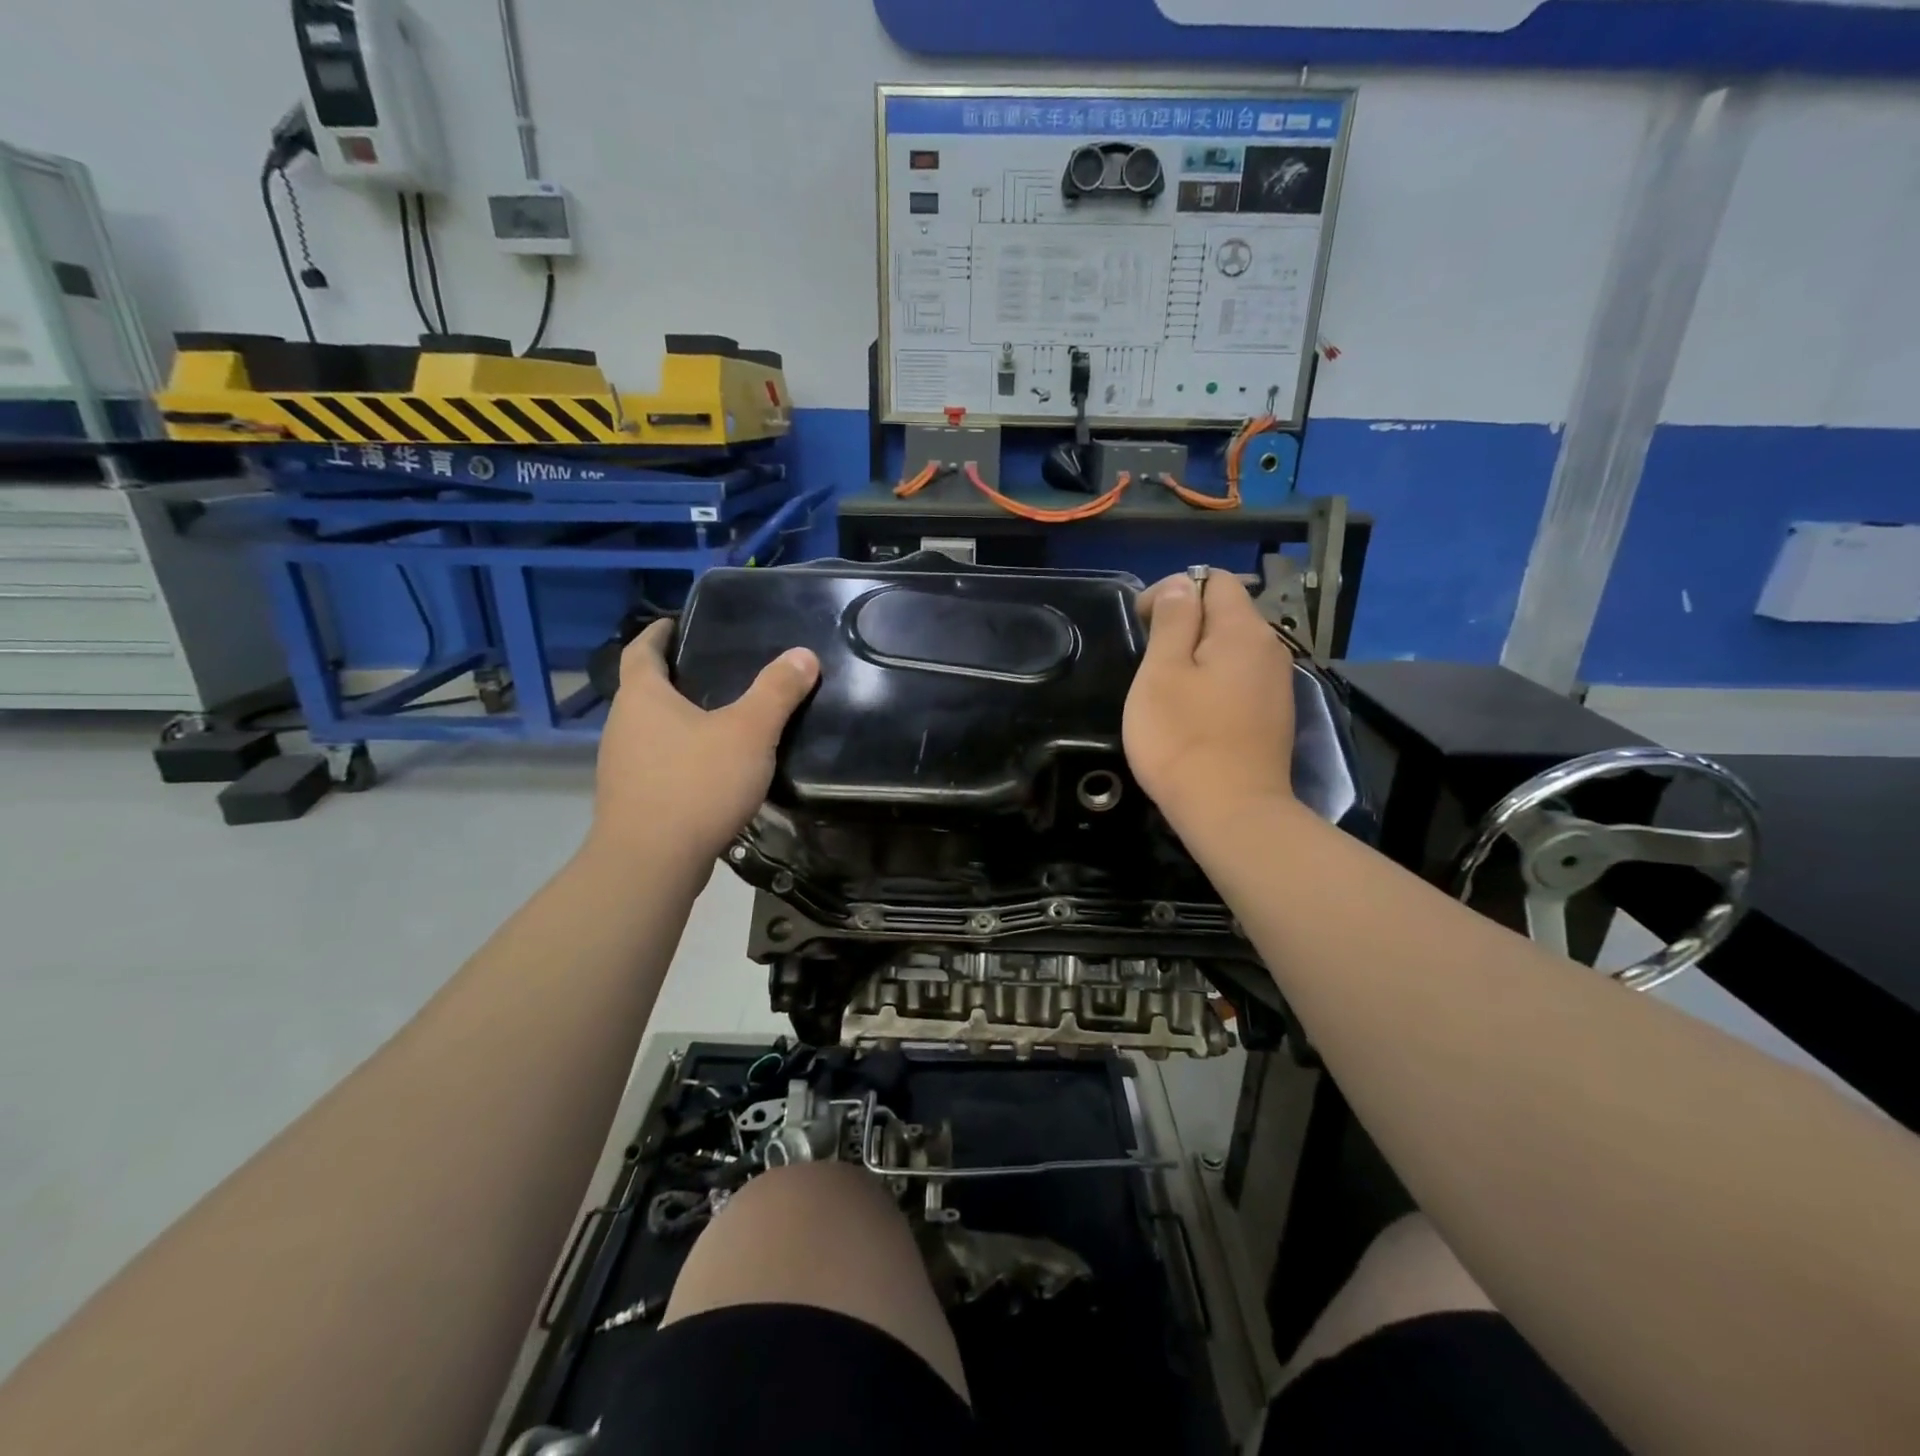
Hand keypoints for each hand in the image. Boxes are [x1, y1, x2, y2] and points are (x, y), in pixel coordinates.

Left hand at [589, 618, 819, 865]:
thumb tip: (803, 655)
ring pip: (651, 730)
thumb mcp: (749, 732)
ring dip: (677, 721)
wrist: (651, 863)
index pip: (642, 650)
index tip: (674, 622)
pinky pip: (657, 764)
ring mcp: (621, 766)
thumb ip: (777, 691)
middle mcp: (623, 726)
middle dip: (673, 678)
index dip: (658, 633)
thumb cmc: (696, 784)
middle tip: (714, 670)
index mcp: (642, 697)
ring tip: (719, 719)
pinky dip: (679, 757)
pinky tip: (711, 770)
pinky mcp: (631, 801)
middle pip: (644, 690)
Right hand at [1123, 570, 1296, 827]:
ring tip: (1165, 689)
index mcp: (1244, 630)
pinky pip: (1238, 679)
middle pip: (1225, 612)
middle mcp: (1270, 649)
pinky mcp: (1272, 716)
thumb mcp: (1162, 673)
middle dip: (1183, 625)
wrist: (1230, 812)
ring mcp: (1276, 685)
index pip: (1213, 580)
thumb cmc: (1183, 738)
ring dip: (1196, 656)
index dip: (1172, 591)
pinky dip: (1212, 682)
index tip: (1142, 625)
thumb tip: (1180, 585)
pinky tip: (1192, 713)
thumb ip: (1172, 621)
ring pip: (1230, 649)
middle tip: (1148, 662)